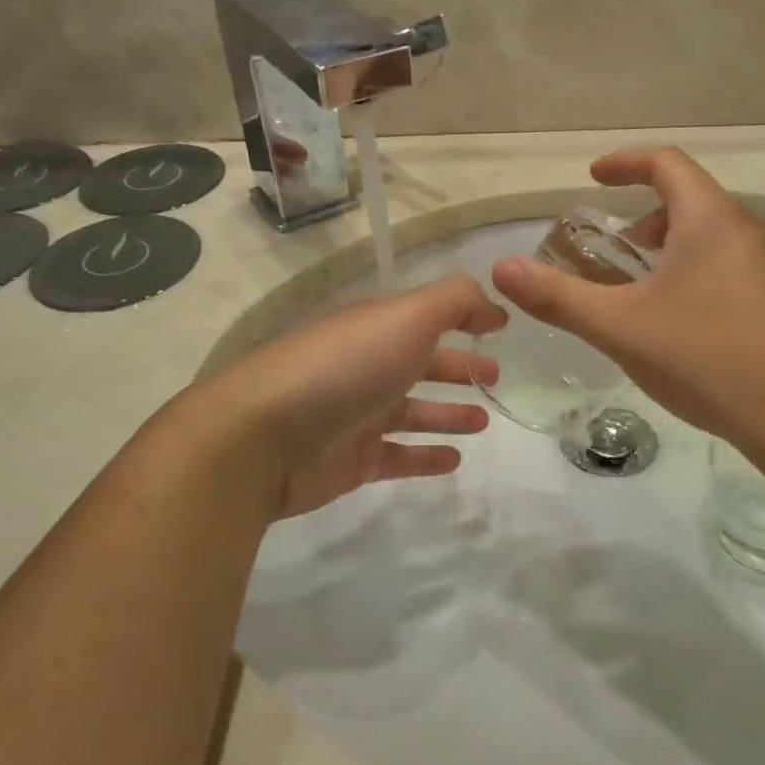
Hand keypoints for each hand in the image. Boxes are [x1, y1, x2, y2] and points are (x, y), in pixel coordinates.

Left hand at [198, 276, 505, 519]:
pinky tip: (456, 460)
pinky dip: (427, 456)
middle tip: (496, 378)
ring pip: (413, 412)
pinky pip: (399, 456)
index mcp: (377, 329)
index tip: (500, 330)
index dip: (464, 320)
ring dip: (448, 413)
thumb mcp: (407, 316)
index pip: (427, 319)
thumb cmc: (345, 368)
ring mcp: (358, 416)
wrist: (264, 438)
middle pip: (420, 364)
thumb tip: (495, 307)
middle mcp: (367, 367)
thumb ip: (456, 302)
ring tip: (484, 420)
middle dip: (458, 368)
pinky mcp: (352, 461)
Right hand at [492, 148, 764, 455]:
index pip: (666, 164)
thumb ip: (559, 297)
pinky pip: (730, 268)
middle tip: (609, 253)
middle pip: (689, 202)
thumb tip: (502, 268)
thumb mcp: (621, 327)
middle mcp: (750, 230)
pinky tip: (680, 328)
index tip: (592, 178)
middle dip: (642, 219)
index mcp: (712, 219)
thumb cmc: (708, 358)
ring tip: (638, 295)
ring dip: (668, 251)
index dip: (625, 163)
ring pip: (711, 238)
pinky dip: (694, 275)